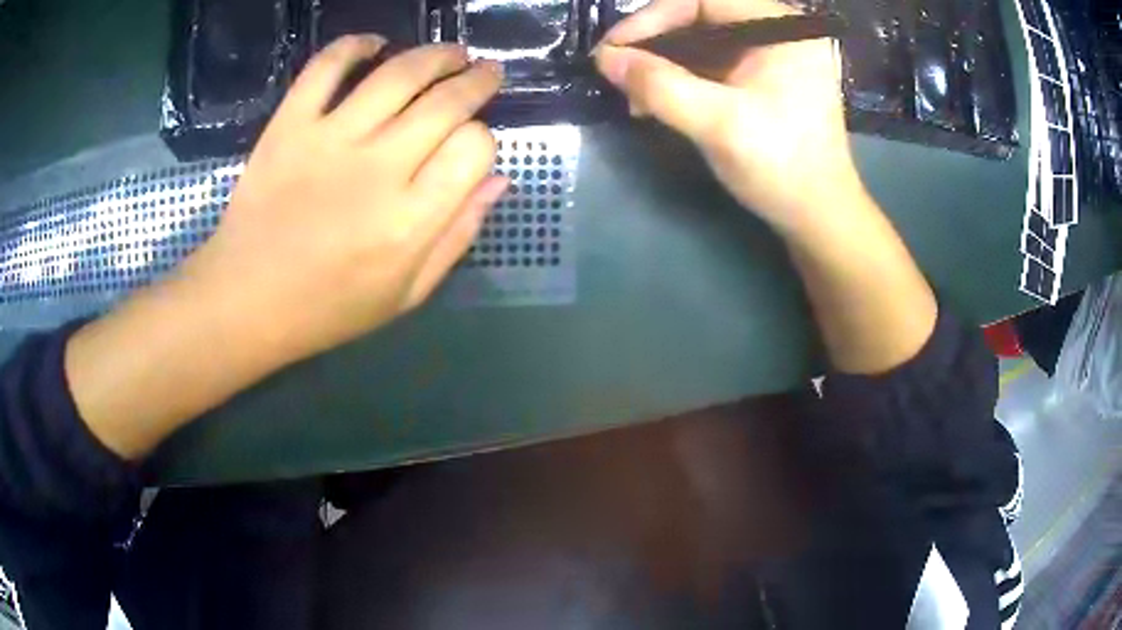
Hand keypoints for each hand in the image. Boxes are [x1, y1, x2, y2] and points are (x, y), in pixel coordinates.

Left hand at [184, 35, 505, 364]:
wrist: (245, 300)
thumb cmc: (328, 308)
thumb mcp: (406, 294)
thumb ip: (457, 237)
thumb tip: (496, 179)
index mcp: (410, 221)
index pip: (473, 149)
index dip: (483, 138)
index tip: (473, 142)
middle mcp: (377, 169)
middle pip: (446, 102)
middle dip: (477, 80)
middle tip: (485, 70)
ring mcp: (329, 140)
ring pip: (398, 74)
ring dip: (435, 55)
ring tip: (450, 53)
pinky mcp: (289, 125)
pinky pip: (326, 68)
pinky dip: (353, 45)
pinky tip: (373, 44)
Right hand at [595, 0, 864, 235]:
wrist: (818, 218)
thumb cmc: (781, 168)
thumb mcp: (719, 124)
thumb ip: (660, 86)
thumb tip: (606, 58)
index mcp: (783, 28)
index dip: (653, 16)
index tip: (616, 47)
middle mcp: (780, 32)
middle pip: (702, 16)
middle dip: (655, 42)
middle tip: (618, 69)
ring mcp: (773, 55)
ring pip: (703, 40)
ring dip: (663, 63)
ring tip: (632, 93)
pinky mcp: (764, 78)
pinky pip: (713, 63)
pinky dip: (681, 78)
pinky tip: (656, 101)